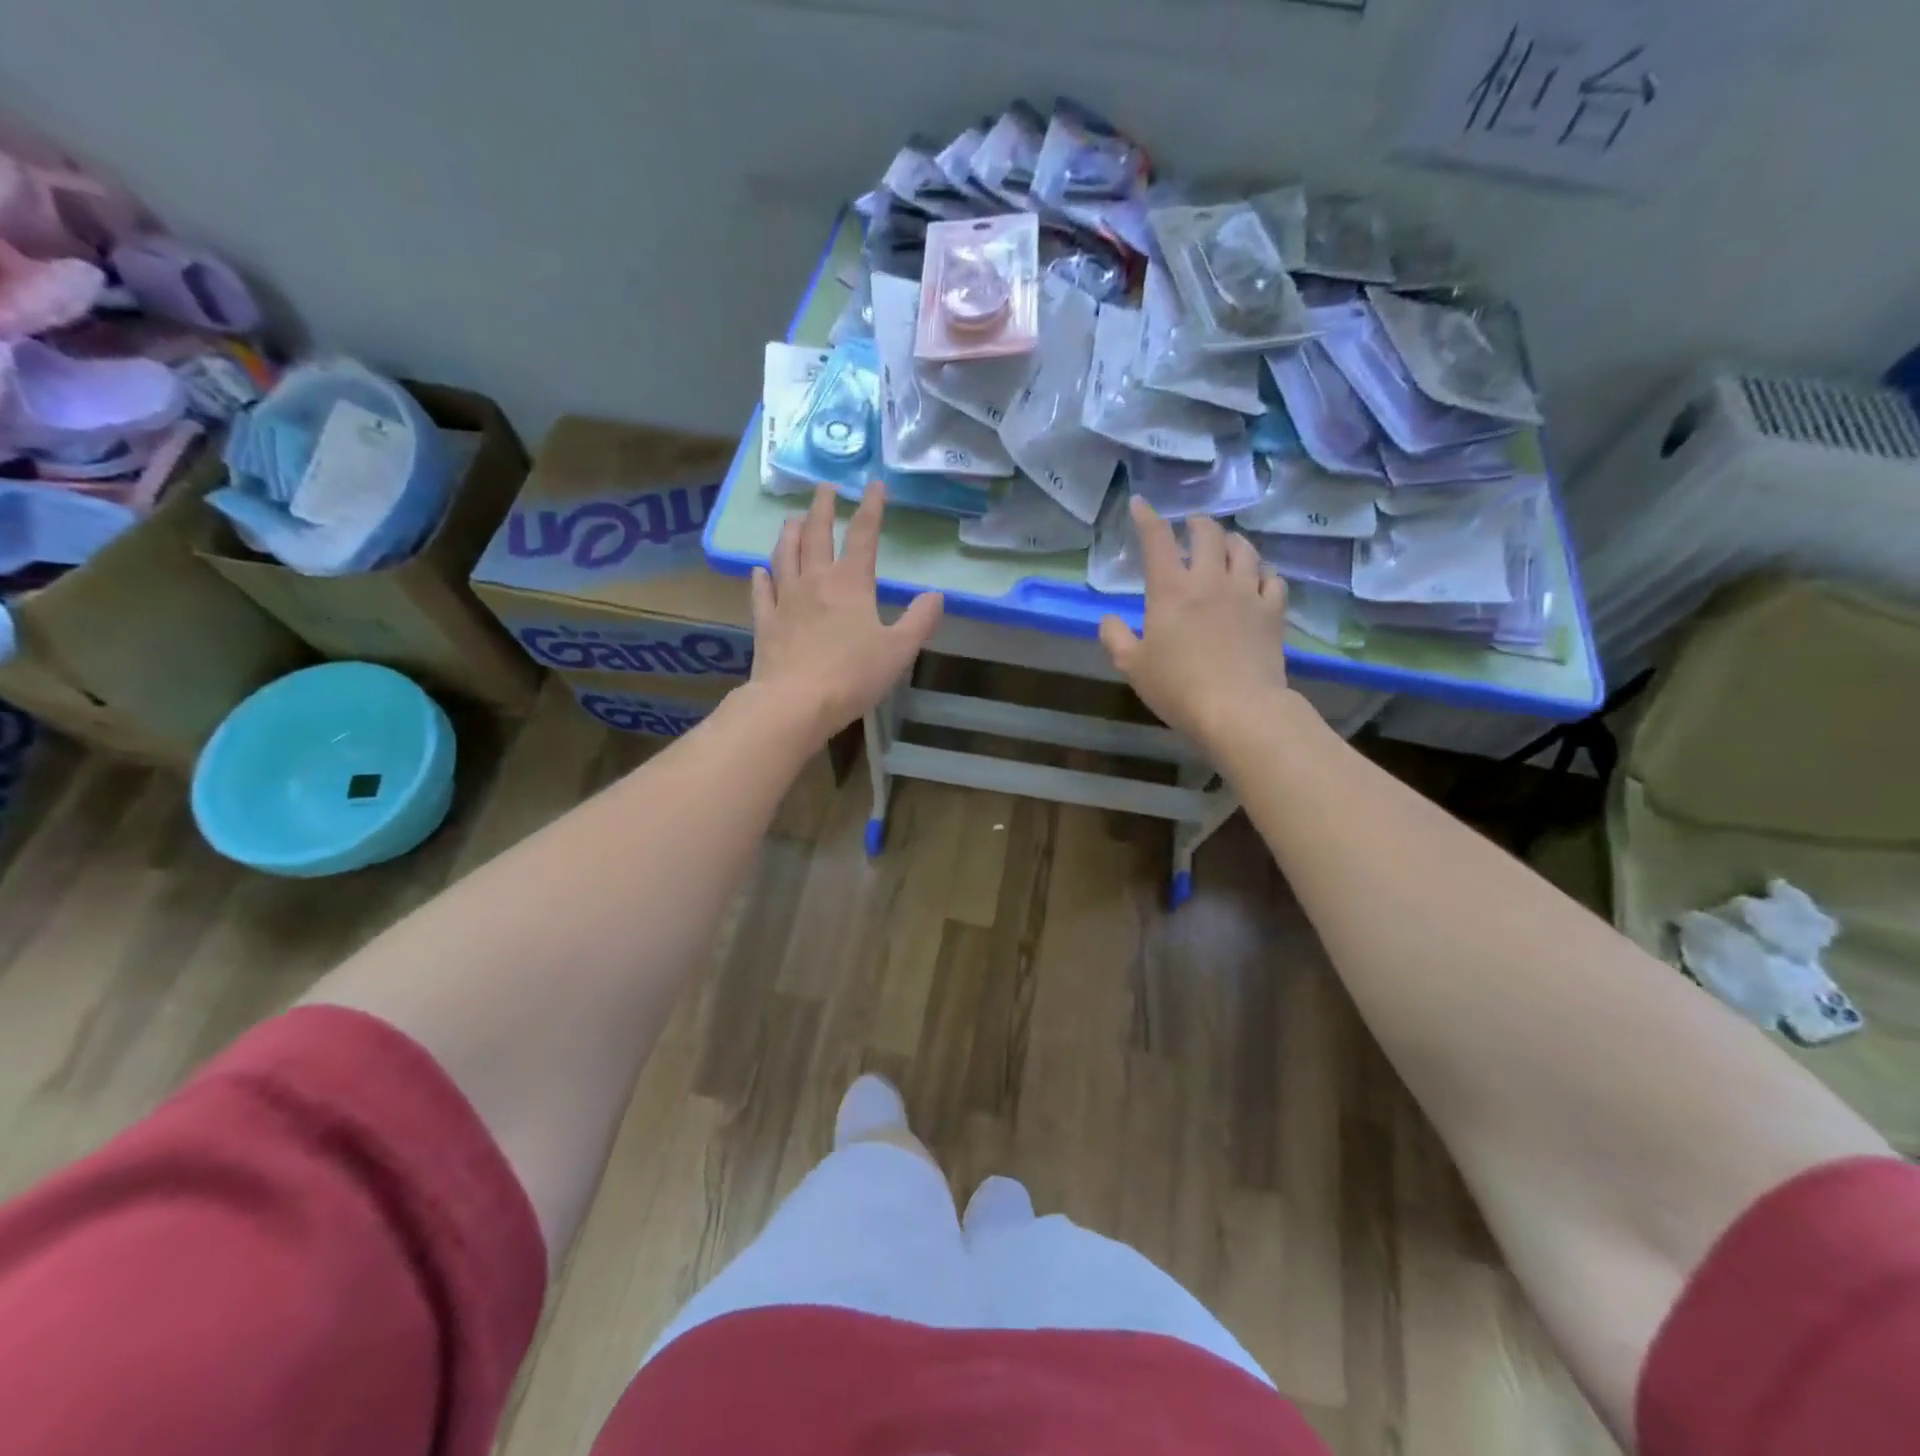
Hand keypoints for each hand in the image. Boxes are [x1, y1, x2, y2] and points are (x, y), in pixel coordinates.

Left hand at [749, 484, 942, 738]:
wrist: (796, 702)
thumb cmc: (853, 675)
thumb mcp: (899, 650)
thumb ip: (919, 620)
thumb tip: (937, 595)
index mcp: (850, 583)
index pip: (863, 535)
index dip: (871, 508)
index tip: (874, 485)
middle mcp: (815, 581)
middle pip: (817, 535)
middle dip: (823, 508)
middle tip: (824, 487)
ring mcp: (785, 600)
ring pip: (785, 555)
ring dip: (790, 532)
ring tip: (793, 518)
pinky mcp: (765, 622)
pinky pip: (761, 592)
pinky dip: (762, 576)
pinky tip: (760, 570)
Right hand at [1098, 499, 1289, 748]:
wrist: (1237, 708)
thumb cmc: (1177, 687)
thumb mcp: (1132, 667)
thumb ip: (1116, 638)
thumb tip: (1109, 619)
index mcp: (1170, 590)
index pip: (1157, 540)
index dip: (1147, 518)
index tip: (1140, 504)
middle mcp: (1210, 580)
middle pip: (1207, 535)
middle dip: (1197, 525)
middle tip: (1191, 527)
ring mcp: (1246, 593)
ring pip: (1244, 550)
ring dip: (1232, 542)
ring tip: (1227, 545)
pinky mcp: (1273, 612)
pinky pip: (1273, 579)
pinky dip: (1263, 572)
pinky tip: (1259, 578)